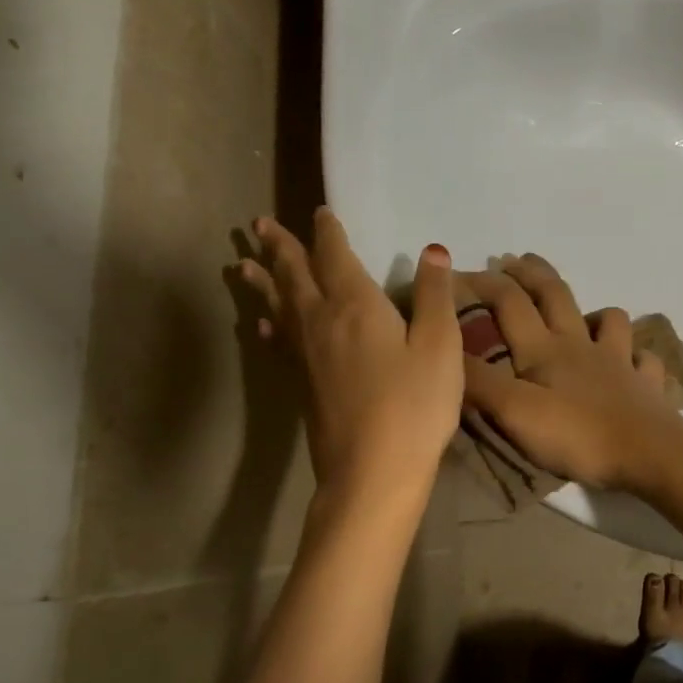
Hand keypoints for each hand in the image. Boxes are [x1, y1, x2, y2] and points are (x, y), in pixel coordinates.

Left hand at [240, 209, 461, 496]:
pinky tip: (263, 326)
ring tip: (242, 263)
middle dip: (280, 247)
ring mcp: (306, 355)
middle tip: (257, 224)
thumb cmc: (415, 405)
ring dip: (263, 281)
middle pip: (295, 275)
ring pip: (279, 306)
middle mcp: (322, 321)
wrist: (372, 471)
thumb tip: (432, 249)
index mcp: (356, 306)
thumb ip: (435, 295)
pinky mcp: (301, 384)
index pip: (335, 256)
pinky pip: (279, 342)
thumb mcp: (440, 346)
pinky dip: (270, 326)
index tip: (319, 212)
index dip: (328, 232)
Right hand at [462, 254, 682, 491]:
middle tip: (515, 260)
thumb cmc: (578, 434)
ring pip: (608, 320)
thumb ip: (478, 383)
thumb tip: (443, 351)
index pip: (509, 302)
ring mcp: (619, 361)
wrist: (649, 454)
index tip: (459, 274)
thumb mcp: (514, 412)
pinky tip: (632, 361)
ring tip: (581, 316)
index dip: (483, 283)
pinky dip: (636, 354)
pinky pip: (643, 359)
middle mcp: (581, 344)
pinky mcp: (645, 384)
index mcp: (545, 348)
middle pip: (555, 295)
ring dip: (592, 311)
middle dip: (532, 273)